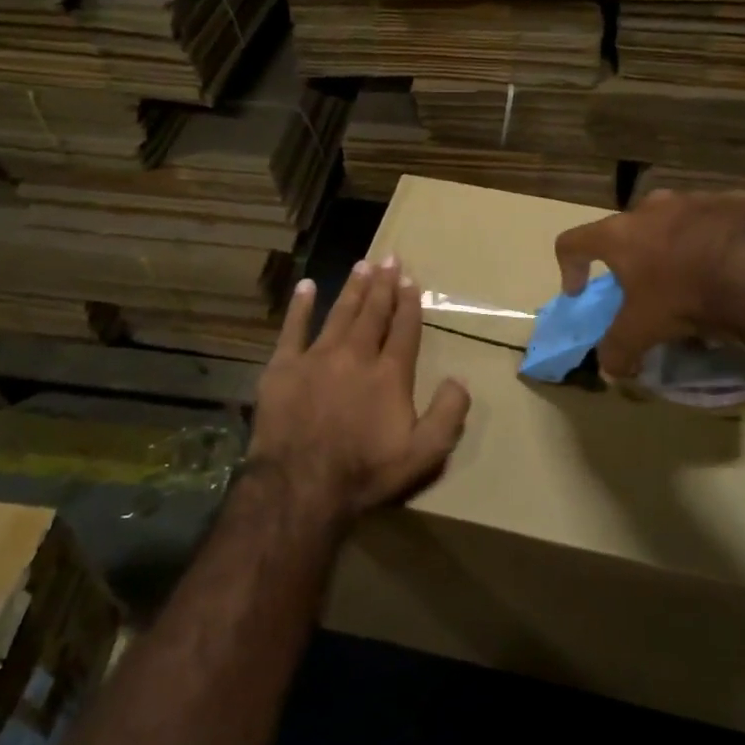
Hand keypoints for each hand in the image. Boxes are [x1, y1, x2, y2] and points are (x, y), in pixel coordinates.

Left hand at [248, 257, 471, 521]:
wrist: (300, 485)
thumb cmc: (365, 471)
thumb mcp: (424, 453)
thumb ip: (448, 413)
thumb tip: (460, 379)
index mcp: (390, 373)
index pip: (404, 329)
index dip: (409, 303)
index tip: (411, 280)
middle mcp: (356, 355)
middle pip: (374, 312)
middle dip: (384, 284)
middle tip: (390, 258)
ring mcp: (317, 357)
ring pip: (340, 313)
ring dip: (353, 288)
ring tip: (362, 265)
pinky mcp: (283, 367)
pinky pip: (293, 328)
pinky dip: (300, 306)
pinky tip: (306, 286)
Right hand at [555, 188, 744, 376]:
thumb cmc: (683, 296)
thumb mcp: (643, 330)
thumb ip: (618, 348)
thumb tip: (609, 369)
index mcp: (620, 234)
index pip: (572, 242)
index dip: (569, 267)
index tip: (580, 292)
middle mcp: (652, 208)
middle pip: (628, 229)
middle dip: (632, 256)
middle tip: (646, 286)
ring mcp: (695, 200)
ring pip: (675, 221)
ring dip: (676, 245)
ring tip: (694, 277)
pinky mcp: (736, 202)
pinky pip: (718, 221)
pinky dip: (717, 241)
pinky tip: (732, 267)